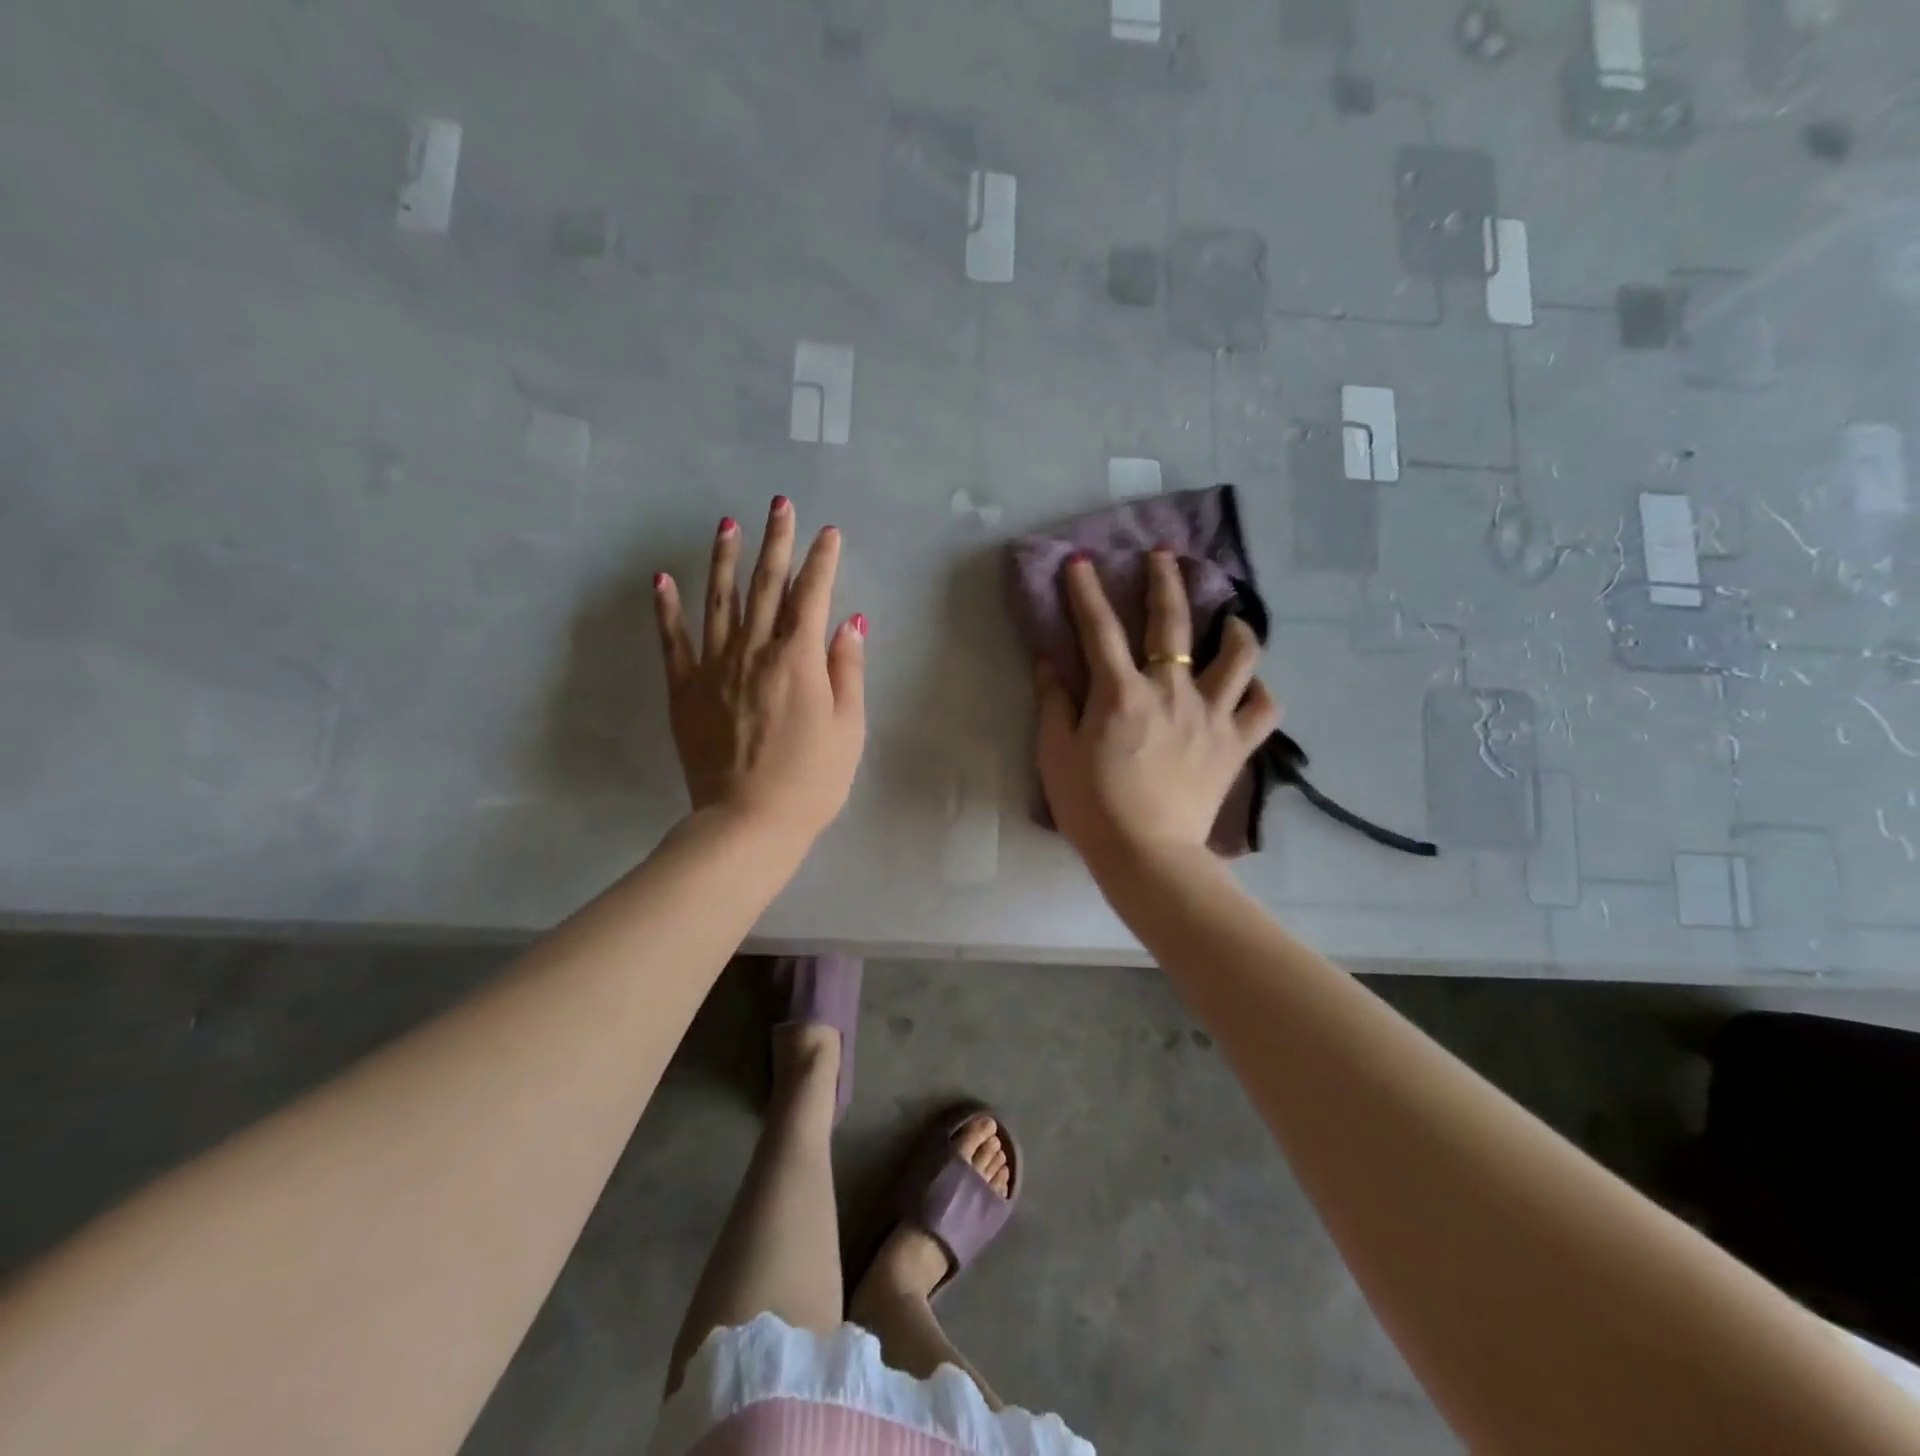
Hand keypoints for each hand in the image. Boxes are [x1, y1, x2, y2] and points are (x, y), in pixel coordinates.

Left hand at [654, 497, 865, 843]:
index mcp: (798, 659)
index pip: (813, 595)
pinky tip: (663, 579)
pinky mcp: (684, 690)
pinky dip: (668, 608)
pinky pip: (673, 641)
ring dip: (724, 558)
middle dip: (776, 541)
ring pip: (719, 600)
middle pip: (767, 585)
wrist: (748, 823)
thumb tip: (849, 622)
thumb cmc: (811, 781)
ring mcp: (714, 667)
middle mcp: (754, 651)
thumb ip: (847, 671)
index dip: (823, 560)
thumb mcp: (848, 728)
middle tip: (779, 504)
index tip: (828, 532)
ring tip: (726, 523)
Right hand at [1035, 550, 1279, 868]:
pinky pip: (1264, 709)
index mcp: (1122, 693)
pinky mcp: (1235, 745)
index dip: (1086, 591)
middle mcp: (1171, 691)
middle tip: (1165, 555)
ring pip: (1238, 656)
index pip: (1099, 629)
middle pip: (1172, 622)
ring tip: (1230, 619)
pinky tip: (1251, 685)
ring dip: (1235, 629)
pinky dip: (1261, 691)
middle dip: (1165, 581)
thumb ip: (1054, 702)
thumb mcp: (1056, 754)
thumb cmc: (1092, 806)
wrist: (1146, 856)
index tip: (1080, 561)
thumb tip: (1048, 661)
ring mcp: (1211, 716)